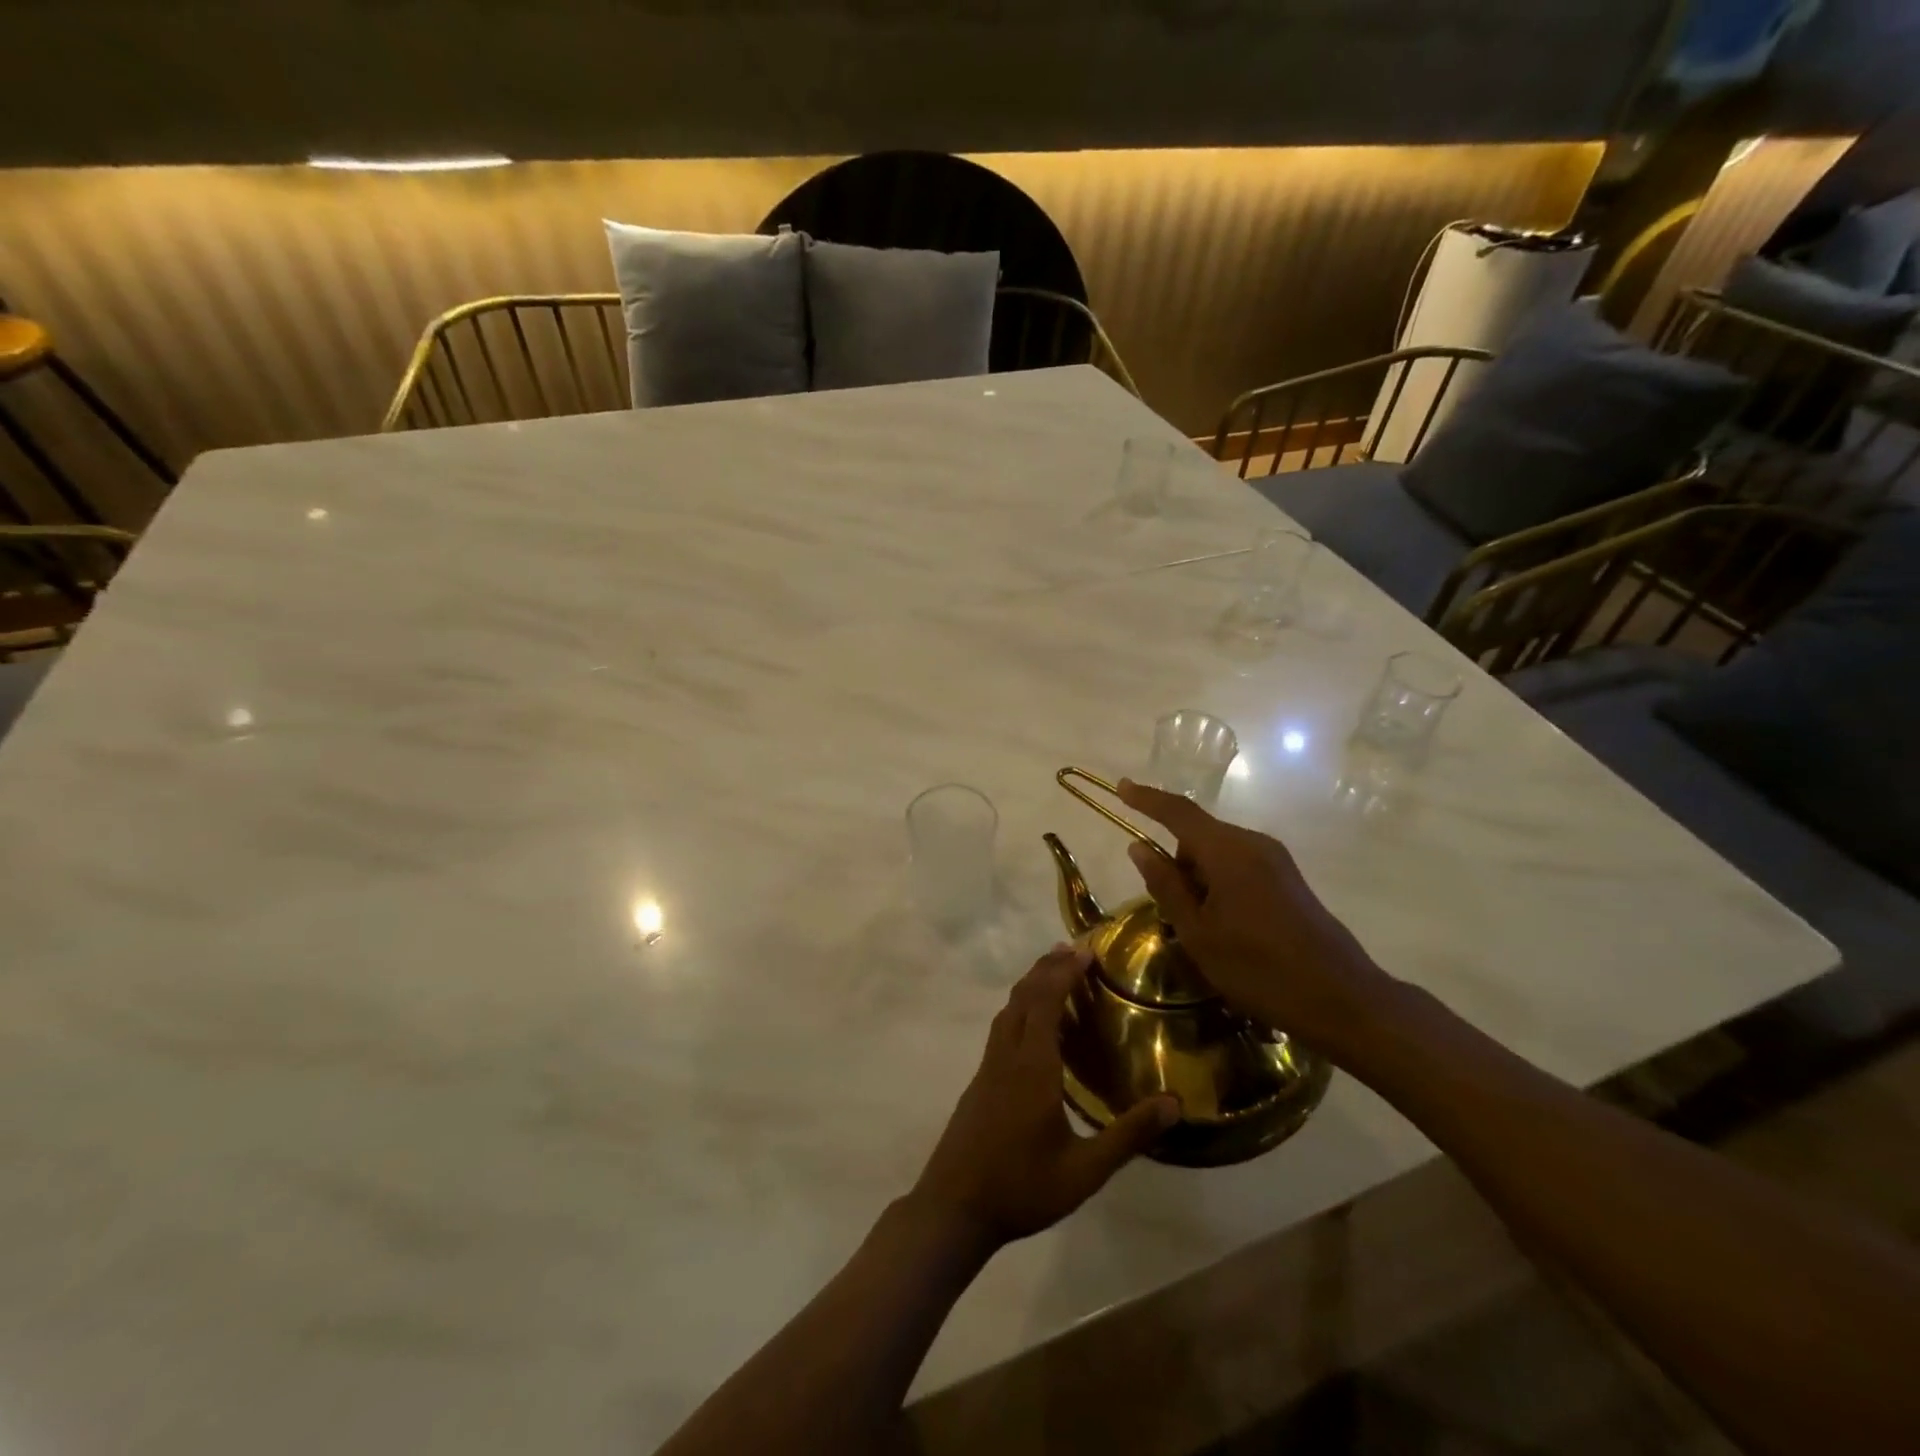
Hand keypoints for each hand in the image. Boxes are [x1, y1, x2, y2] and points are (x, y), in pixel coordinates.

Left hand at [907, 945, 1179, 1247]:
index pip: (1046, 1001)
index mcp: (1032, 1066)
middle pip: (1023, 996)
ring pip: (1008, 1010)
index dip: (1064, 972)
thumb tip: (1174, 1103)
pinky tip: (1034, 1029)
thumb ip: (1129, 1136)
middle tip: (1074, 951)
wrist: (954, 1208)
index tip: (1086, 951)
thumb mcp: (1085, 1171)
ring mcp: (988, 1067)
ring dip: (1031, 986)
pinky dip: (1021, 1009)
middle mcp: (1007, 1055)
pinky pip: (1002, 1029)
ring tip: (1055, 976)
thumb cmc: (1021, 1188)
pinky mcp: (980, 1081)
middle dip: (1047, 968)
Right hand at [1116, 778, 1396, 1056]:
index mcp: (1227, 851)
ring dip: (1198, 879)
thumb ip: (1166, 885)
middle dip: (1175, 863)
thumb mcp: (1197, 932)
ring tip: (1200, 930)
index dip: (1146, 799)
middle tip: (1169, 912)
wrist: (1341, 999)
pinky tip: (1226, 928)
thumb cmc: (1258, 968)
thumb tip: (1138, 848)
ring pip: (1218, 854)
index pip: (1178, 812)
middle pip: (1198, 836)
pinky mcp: (1288, 880)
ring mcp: (1275, 860)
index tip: (1120, 786)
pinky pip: (1239, 867)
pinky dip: (1220, 885)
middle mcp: (1253, 844)